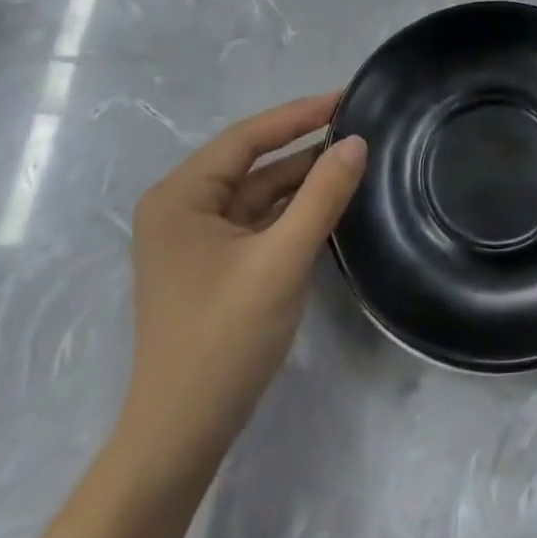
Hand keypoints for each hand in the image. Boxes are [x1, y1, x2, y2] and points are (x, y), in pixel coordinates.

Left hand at [120, 93, 365, 481]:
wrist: (180, 440)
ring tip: (352, 160)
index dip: (299, 114)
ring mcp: (192, 239)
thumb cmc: (222, 342)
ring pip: (255, 193)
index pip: (248, 137)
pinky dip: (289, 211)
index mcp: (181, 195)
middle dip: (303, 146)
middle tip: (356, 127)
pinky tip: (328, 203)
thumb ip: (321, 197)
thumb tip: (356, 142)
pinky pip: (255, 221)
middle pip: (251, 162)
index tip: (346, 97)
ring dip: (300, 179)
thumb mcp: (281, 262)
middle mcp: (180, 207)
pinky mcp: (209, 265)